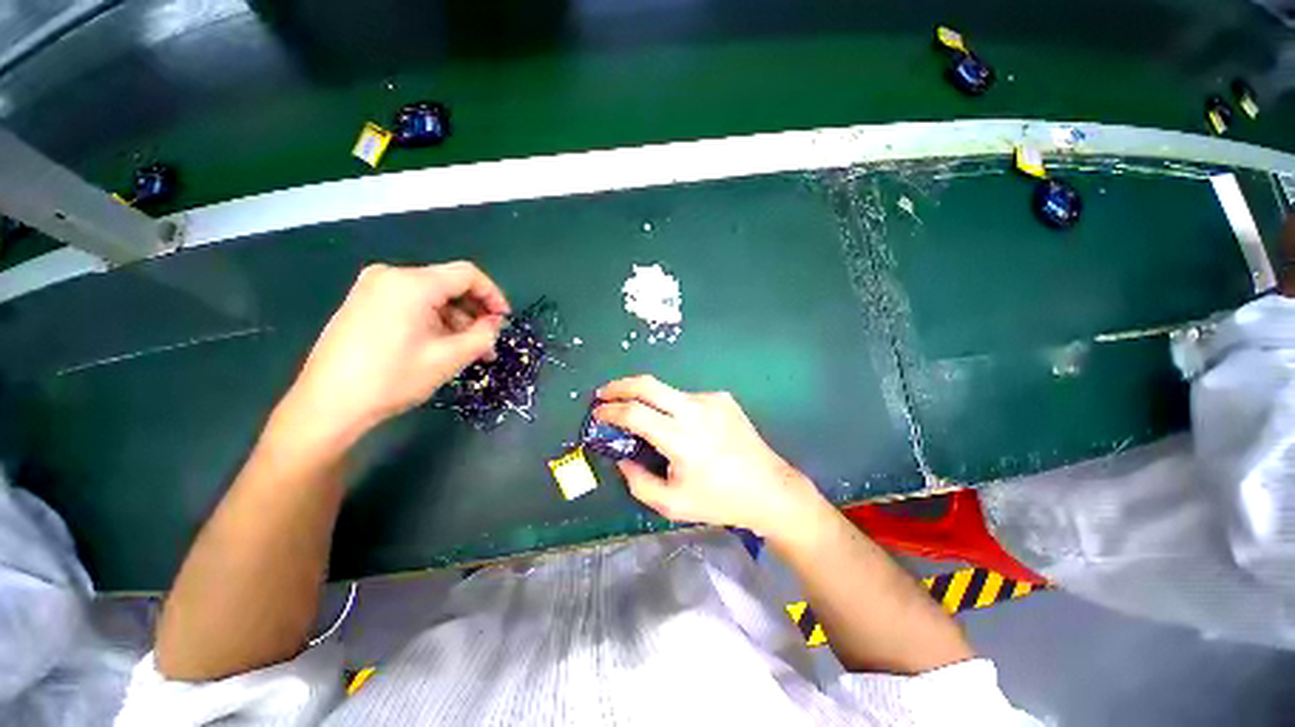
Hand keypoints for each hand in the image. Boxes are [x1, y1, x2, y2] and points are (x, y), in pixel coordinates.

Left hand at [272, 262, 509, 449]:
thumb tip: (495, 323)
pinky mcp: (363, 304)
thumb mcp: (450, 358)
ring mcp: (372, 289)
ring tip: (467, 353)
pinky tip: (440, 347)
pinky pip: (411, 305)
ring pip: (431, 298)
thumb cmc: (392, 378)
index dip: (493, 295)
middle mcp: (390, 276)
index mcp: (412, 283)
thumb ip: (483, 335)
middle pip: (448, 286)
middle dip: (474, 314)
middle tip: (488, 343)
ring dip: (455, 322)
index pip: (467, 275)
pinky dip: (433, 322)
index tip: (505, 321)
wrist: (327, 404)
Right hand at [594, 376, 825, 539]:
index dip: (610, 410)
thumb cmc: (718, 500)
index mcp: (681, 438)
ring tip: (649, 422)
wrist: (769, 488)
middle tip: (604, 393)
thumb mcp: (671, 503)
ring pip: (668, 392)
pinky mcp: (723, 398)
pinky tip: (686, 429)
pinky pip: (689, 399)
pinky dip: (676, 408)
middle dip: (619, 386)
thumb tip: (621, 457)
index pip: (634, 412)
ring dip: (650, 401)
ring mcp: (711, 400)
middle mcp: (695, 410)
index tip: (597, 412)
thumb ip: (637, 481)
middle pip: (647, 384)